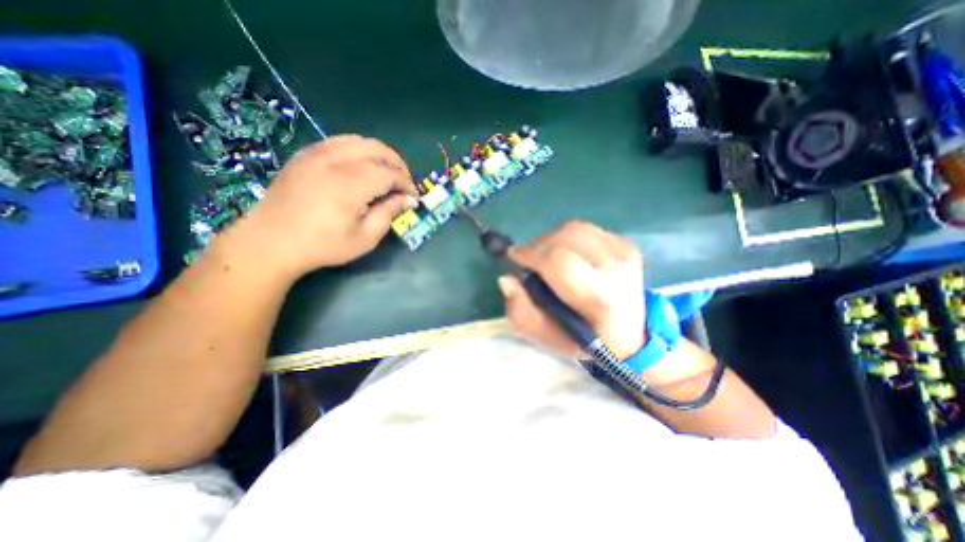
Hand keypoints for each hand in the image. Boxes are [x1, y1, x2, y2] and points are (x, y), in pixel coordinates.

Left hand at [232, 136, 418, 279]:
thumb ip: (388, 214)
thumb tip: (408, 200)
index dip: (406, 184)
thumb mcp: (364, 238)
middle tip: (404, 183)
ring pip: (358, 140)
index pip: (390, 173)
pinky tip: (361, 167)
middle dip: (397, 164)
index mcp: (350, 183)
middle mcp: (335, 160)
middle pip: (377, 149)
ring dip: (379, 154)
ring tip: (385, 173)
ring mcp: (316, 154)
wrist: (271, 241)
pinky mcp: (305, 155)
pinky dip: (358, 150)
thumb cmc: (322, 245)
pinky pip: (339, 142)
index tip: (413, 198)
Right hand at [498, 221, 646, 358]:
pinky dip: (566, 238)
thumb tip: (507, 278)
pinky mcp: (626, 244)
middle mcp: (617, 269)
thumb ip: (522, 312)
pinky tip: (565, 254)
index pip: (560, 263)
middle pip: (566, 237)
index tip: (515, 259)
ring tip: (544, 257)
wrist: (633, 335)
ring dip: (551, 240)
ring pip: (574, 229)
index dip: (531, 255)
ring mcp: (625, 252)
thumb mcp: (547, 337)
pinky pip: (585, 229)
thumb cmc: (586, 340)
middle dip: (538, 245)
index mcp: (600, 299)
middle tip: (528, 259)